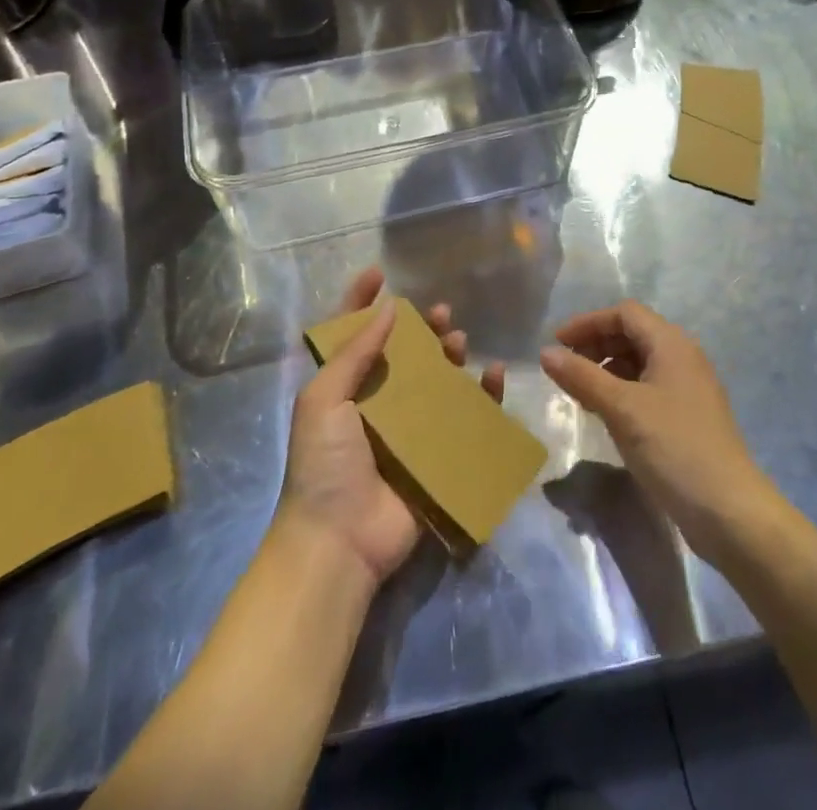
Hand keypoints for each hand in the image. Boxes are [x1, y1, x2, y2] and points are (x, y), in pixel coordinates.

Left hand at [276, 266, 504, 588]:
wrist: (339, 541)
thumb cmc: (323, 462)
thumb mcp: (324, 399)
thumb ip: (354, 352)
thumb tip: (389, 307)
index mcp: (342, 389)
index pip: (352, 335)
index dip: (362, 302)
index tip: (380, 273)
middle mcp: (375, 404)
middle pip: (403, 355)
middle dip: (421, 329)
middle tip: (442, 313)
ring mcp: (407, 431)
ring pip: (435, 381)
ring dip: (450, 357)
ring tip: (461, 342)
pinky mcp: (435, 457)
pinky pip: (464, 420)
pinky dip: (482, 397)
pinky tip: (493, 376)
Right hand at [540, 300, 774, 561]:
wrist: (730, 512)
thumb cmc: (674, 448)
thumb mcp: (621, 409)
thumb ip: (582, 376)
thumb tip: (545, 353)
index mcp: (672, 344)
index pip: (624, 313)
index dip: (588, 322)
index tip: (556, 344)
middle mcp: (683, 357)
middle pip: (632, 334)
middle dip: (595, 344)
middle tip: (564, 368)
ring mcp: (688, 388)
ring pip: (639, 362)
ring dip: (606, 368)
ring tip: (579, 392)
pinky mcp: (688, 417)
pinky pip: (648, 388)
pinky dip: (622, 390)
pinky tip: (605, 414)